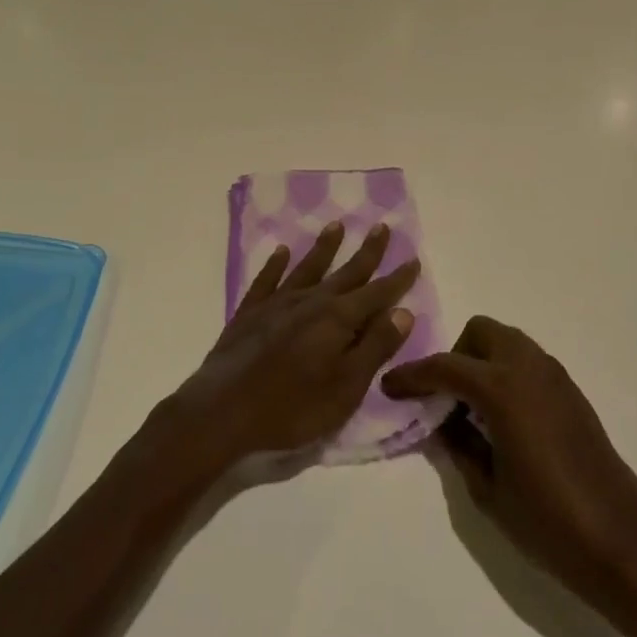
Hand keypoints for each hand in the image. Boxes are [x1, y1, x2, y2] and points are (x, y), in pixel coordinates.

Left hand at [168, 221, 420, 475]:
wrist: (223, 411)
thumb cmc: (293, 407)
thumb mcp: (346, 387)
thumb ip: (375, 347)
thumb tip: (403, 311)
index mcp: (338, 319)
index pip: (376, 294)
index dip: (397, 279)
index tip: (413, 259)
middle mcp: (311, 301)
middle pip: (346, 272)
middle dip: (367, 252)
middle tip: (382, 227)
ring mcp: (277, 304)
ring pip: (307, 268)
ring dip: (324, 247)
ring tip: (336, 226)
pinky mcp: (249, 313)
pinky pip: (267, 280)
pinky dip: (276, 264)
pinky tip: (281, 251)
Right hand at [382, 317, 636, 624]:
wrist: (624, 545)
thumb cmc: (549, 523)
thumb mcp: (487, 490)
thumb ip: (458, 445)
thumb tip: (442, 420)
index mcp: (502, 388)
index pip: (445, 367)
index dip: (412, 375)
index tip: (389, 386)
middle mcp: (528, 368)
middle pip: (480, 332)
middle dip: (455, 355)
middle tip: (444, 398)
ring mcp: (555, 376)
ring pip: (507, 342)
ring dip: (482, 360)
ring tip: (472, 409)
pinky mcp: (572, 392)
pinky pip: (528, 362)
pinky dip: (506, 373)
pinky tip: (503, 419)